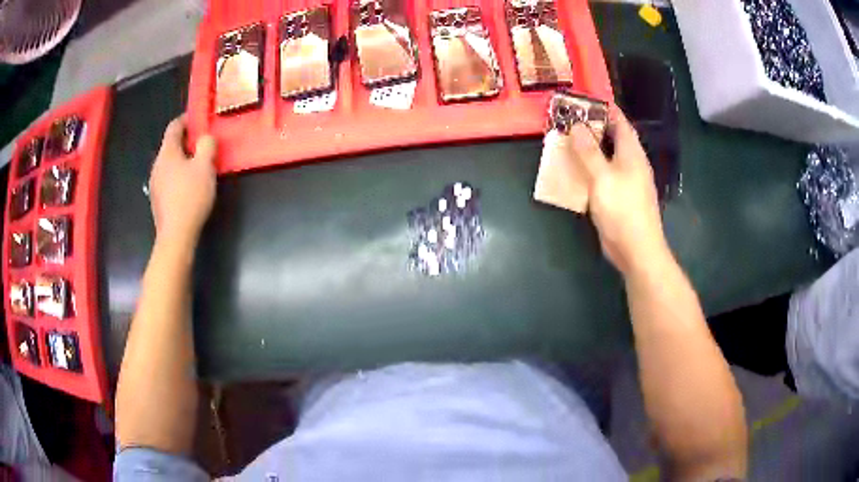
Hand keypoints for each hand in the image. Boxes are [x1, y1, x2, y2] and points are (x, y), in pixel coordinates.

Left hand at [149, 116, 217, 245]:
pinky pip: (168, 178)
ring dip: (182, 159)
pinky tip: (189, 186)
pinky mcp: (157, 199)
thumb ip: (206, 146)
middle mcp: (157, 165)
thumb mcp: (205, 167)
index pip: (174, 127)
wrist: (176, 235)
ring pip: (169, 163)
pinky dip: (178, 175)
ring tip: (198, 165)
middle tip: (203, 143)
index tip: (198, 119)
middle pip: (171, 145)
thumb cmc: (190, 196)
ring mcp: (155, 183)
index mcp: (167, 153)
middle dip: (186, 141)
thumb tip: (205, 137)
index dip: (186, 119)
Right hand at [568, 108, 668, 275]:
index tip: (584, 101)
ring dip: (590, 149)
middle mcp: (631, 163)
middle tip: (569, 120)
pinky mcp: (619, 197)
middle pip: (613, 138)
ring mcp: (626, 181)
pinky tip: (575, 171)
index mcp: (632, 153)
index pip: (620, 122)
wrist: (636, 249)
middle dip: (593, 127)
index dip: (605, 109)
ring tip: (567, 141)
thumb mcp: (602, 177)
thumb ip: (589, 151)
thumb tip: (577, 126)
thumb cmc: (623, 209)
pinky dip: (590, 169)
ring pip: (607, 157)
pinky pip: (603, 175)